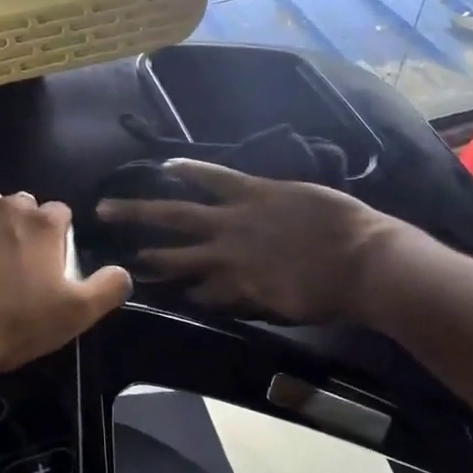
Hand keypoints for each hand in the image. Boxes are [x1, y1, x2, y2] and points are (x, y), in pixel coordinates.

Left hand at [0, 193, 132, 376]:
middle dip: (19, 228)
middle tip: (9, 266)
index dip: (55, 239)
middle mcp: (1, 204)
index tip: (46, 265)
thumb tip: (123, 271)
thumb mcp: (73, 316)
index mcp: (41, 223)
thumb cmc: (9, 325)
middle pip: (18, 207)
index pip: (59, 215)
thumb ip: (107, 288)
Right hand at [95, 161, 400, 323]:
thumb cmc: (332, 293)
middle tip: (106, 249)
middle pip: (172, 253)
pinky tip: (166, 166)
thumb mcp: (284, 307)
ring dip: (143, 212)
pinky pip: (215, 178)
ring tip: (111, 207)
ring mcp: (237, 219)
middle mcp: (224, 254)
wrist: (366, 262)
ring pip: (179, 214)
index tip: (148, 285)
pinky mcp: (255, 191)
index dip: (172, 288)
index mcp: (235, 285)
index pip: (193, 289)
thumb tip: (210, 295)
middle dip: (140, 250)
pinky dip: (190, 171)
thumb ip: (246, 298)